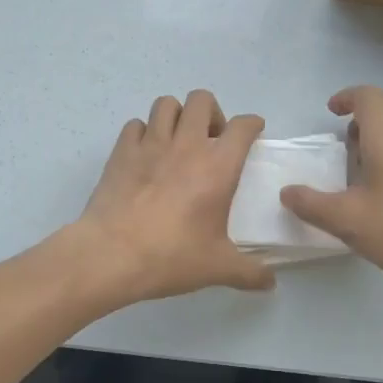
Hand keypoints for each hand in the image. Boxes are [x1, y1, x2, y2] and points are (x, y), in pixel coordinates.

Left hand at [74, 90, 275, 302]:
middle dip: (211, 112)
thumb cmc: (171, 256)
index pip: (242, 127)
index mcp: (218, 166)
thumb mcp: (218, 268)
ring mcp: (150, 144)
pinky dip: (144, 132)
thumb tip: (270, 282)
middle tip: (211, 139)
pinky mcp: (121, 151)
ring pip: (166, 104)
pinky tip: (146, 153)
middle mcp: (186, 145)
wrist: (111, 254)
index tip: (253, 131)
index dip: (251, 124)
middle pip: (201, 99)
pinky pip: (135, 125)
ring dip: (177, 116)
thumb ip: (249, 272)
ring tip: (178, 140)